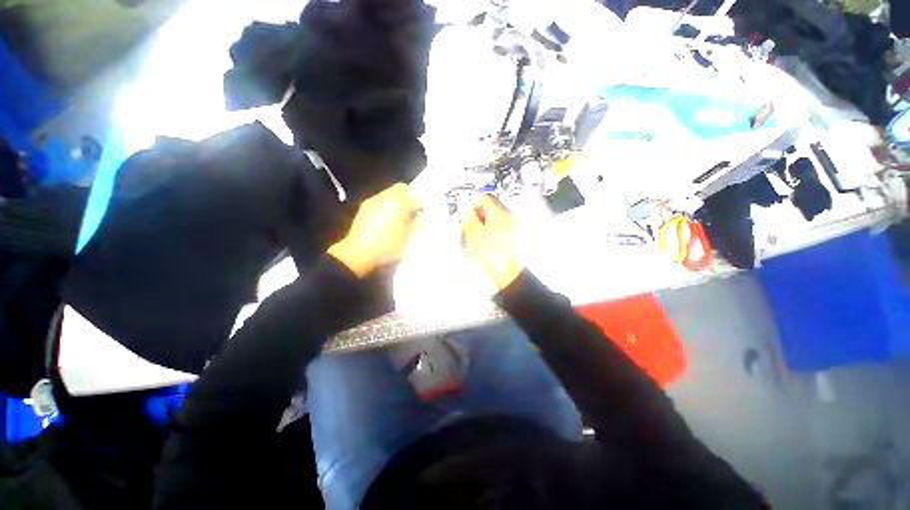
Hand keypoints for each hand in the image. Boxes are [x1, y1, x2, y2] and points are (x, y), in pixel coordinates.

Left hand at [328, 183, 420, 276]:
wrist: (359, 253)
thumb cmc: (388, 245)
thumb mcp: (408, 237)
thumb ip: (419, 223)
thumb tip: (427, 215)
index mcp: (399, 202)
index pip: (415, 196)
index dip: (421, 204)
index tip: (422, 213)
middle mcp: (385, 197)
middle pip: (401, 189)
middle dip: (408, 198)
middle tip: (412, 213)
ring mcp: (373, 201)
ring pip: (389, 194)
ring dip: (397, 202)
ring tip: (399, 218)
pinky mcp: (364, 207)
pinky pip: (380, 201)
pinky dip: (386, 206)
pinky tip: (386, 221)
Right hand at [462, 195, 522, 290]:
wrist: (507, 274)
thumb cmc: (492, 254)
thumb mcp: (474, 233)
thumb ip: (468, 216)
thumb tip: (465, 206)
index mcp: (501, 214)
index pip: (485, 198)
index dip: (472, 204)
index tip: (464, 214)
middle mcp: (507, 219)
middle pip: (486, 211)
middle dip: (473, 218)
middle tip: (464, 229)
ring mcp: (508, 230)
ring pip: (487, 223)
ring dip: (476, 228)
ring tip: (468, 241)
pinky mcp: (507, 241)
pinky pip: (491, 233)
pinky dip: (482, 236)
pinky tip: (476, 247)